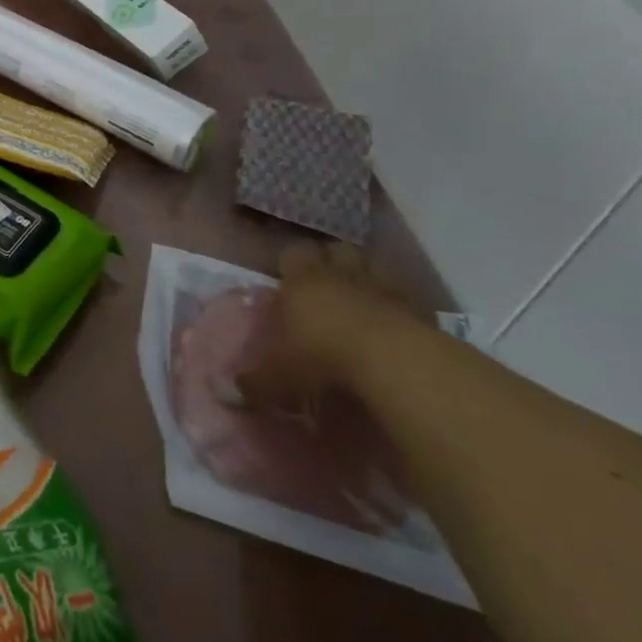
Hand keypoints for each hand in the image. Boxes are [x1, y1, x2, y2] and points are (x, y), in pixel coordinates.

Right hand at [232, 243, 426, 409]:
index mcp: (302, 281)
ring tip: (357, 298)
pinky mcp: (417, 306)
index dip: (291, 263)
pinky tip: (392, 322)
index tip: (288, 280)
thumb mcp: (281, 375)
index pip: (293, 253)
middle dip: (329, 261)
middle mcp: (339, 275)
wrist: (396, 362)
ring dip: (363, 275)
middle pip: (334, 250)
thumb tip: (224, 392)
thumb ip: (254, 383)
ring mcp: (381, 286)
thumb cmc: (324, 356)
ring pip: (369, 263)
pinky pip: (403, 293)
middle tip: (323, 285)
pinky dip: (395, 302)